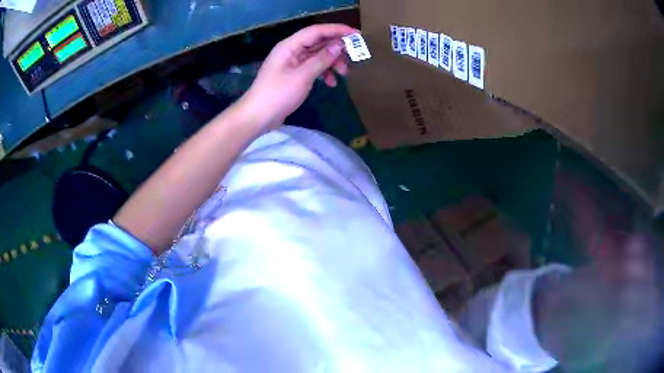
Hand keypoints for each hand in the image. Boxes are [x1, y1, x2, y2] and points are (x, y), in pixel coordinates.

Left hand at [238, 24, 356, 131]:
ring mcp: (293, 62)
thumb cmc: (278, 94)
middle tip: (354, 56)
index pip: (317, 31)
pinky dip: (324, 72)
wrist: (258, 116)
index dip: (337, 30)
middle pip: (319, 42)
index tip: (357, 34)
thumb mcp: (302, 76)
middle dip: (337, 48)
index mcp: (290, 46)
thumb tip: (340, 45)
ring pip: (318, 55)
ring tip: (344, 73)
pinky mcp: (294, 74)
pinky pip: (313, 67)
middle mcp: (292, 50)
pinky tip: (331, 83)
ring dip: (332, 62)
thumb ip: (321, 59)